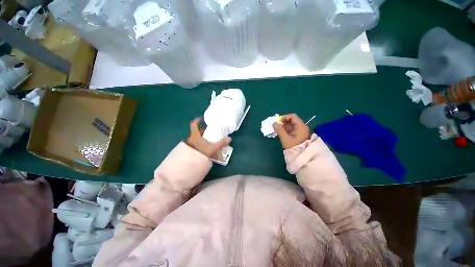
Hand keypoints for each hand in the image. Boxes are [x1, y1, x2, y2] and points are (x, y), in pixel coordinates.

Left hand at [186, 118, 230, 157]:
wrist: (189, 165)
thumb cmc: (199, 154)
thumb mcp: (212, 148)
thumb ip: (221, 143)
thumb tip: (229, 139)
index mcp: (195, 135)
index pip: (194, 124)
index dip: (198, 120)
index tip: (202, 119)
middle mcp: (191, 138)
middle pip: (198, 132)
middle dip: (205, 132)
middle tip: (212, 133)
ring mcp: (190, 145)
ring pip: (198, 139)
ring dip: (204, 139)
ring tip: (212, 141)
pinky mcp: (191, 150)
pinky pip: (198, 145)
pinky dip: (203, 145)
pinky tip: (208, 149)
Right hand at [273, 114, 311, 149]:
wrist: (302, 157)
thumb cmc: (294, 147)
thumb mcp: (285, 139)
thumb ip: (279, 130)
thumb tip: (274, 123)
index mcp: (301, 126)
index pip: (292, 116)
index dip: (284, 117)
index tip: (277, 122)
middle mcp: (302, 127)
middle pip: (292, 120)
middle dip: (283, 122)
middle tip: (276, 126)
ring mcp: (301, 131)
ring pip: (291, 125)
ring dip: (284, 126)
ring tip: (277, 130)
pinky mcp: (299, 135)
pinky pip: (292, 130)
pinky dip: (286, 130)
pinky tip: (281, 133)